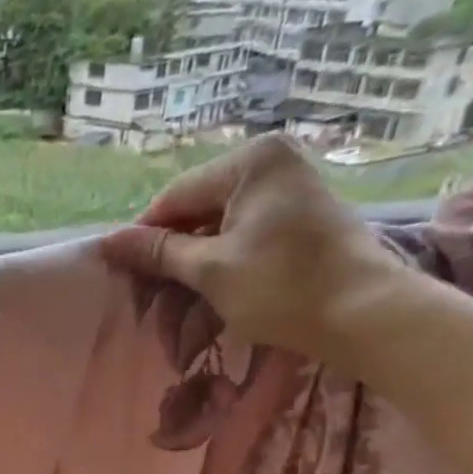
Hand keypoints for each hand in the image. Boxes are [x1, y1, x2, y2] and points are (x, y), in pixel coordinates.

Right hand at [98, 133, 410, 358]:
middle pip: (198, 205)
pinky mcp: (302, 212)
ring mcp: (291, 184)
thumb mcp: (210, 270)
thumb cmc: (282, 287)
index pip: (175, 197)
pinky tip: (214, 282)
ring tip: (179, 291)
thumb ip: (159, 252)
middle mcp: (272, 160)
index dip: (145, 236)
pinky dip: (225, 254)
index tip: (122, 273)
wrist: (364, 313)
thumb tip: (108, 242)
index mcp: (250, 161)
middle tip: (150, 288)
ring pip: (221, 219)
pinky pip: (246, 227)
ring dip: (197, 255)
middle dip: (173, 247)